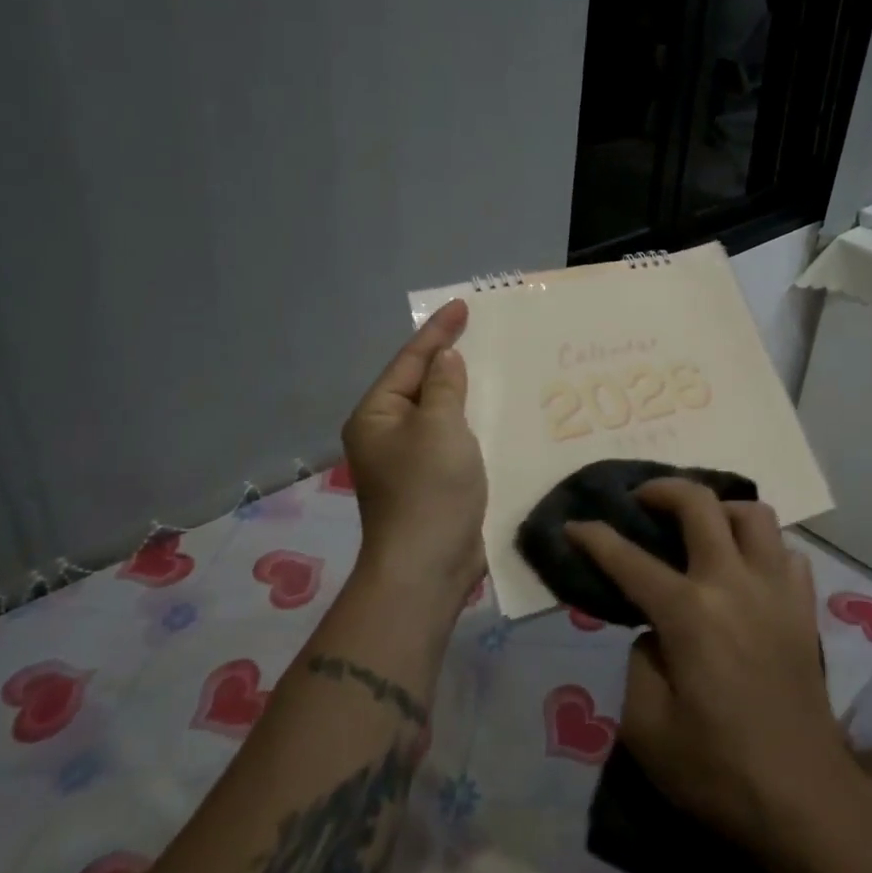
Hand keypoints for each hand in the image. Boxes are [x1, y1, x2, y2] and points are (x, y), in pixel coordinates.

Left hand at [341, 300, 485, 605]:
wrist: (428, 567)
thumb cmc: (429, 489)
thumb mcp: (440, 427)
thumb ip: (445, 386)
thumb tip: (445, 359)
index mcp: (376, 415)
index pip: (410, 361)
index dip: (437, 332)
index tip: (463, 305)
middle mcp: (386, 433)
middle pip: (421, 384)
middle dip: (449, 359)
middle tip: (479, 330)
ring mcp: (408, 459)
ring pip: (439, 412)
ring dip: (463, 390)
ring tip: (491, 363)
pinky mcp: (431, 480)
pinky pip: (451, 437)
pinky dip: (470, 420)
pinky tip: (494, 410)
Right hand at [565, 480, 849, 852]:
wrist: (804, 800)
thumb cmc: (717, 770)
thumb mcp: (646, 727)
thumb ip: (639, 662)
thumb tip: (655, 632)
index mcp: (688, 612)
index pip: (629, 559)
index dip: (594, 537)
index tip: (574, 524)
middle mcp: (733, 584)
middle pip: (700, 503)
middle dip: (662, 489)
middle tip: (643, 501)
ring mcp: (776, 591)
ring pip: (755, 514)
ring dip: (721, 510)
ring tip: (701, 528)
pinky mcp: (803, 609)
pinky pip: (786, 554)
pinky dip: (763, 549)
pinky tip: (747, 571)